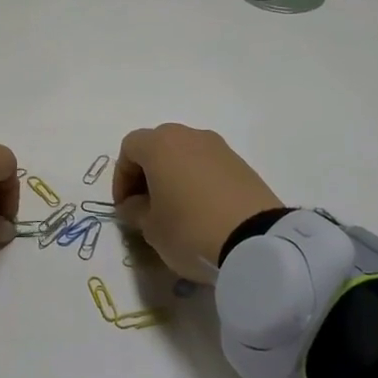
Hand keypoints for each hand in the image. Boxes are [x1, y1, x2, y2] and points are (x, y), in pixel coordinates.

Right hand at [113, 125, 282, 281]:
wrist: (256, 241)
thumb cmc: (189, 229)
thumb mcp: (150, 228)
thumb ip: (135, 211)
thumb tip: (135, 205)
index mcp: (160, 145)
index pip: (129, 149)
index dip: (121, 177)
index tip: (125, 206)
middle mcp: (189, 136)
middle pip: (158, 146)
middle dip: (147, 173)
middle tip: (146, 204)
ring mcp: (219, 148)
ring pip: (185, 154)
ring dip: (174, 175)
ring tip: (175, 209)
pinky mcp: (242, 164)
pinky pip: (208, 166)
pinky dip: (198, 180)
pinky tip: (201, 210)